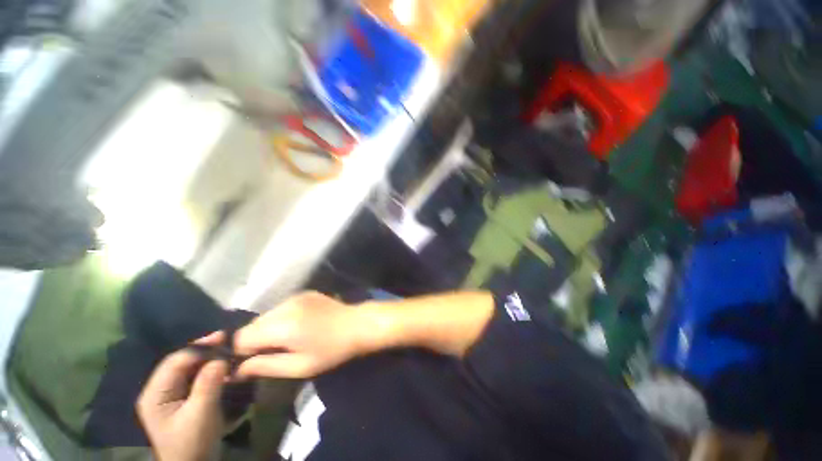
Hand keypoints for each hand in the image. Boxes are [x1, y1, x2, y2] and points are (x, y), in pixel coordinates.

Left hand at [137, 332, 228, 460]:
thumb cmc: (193, 442)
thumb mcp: (201, 415)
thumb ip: (208, 385)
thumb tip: (221, 357)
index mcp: (155, 395)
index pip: (175, 362)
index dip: (199, 348)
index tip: (223, 337)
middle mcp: (159, 390)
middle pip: (181, 362)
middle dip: (204, 350)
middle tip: (228, 340)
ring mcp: (170, 394)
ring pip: (189, 367)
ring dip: (208, 358)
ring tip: (228, 350)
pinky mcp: (182, 398)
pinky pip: (195, 376)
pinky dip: (209, 368)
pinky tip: (223, 365)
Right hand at [234, 292, 370, 378]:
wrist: (357, 324)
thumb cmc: (332, 350)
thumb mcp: (299, 367)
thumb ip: (266, 367)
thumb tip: (237, 370)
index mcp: (282, 326)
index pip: (241, 337)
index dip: (241, 352)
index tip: (253, 362)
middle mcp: (285, 306)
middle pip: (252, 325)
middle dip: (254, 341)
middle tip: (272, 353)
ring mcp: (296, 297)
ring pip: (266, 315)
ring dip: (267, 329)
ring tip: (286, 340)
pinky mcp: (304, 293)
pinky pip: (281, 308)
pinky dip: (281, 318)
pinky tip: (298, 326)